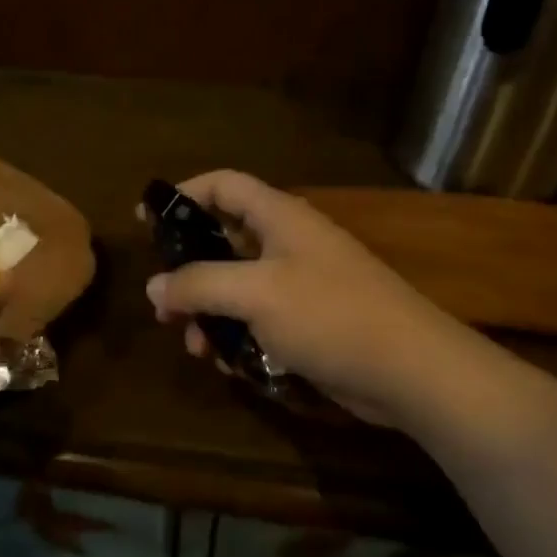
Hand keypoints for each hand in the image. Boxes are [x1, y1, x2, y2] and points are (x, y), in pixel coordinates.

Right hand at [143, 170, 477, 430]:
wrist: (411, 371)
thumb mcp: (255, 293)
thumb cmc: (330, 315)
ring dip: (209, 314)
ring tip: (194, 345)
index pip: (224, 186)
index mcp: (280, 218)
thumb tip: (154, 286)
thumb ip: (199, 284)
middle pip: (224, 242)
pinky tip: (229, 366)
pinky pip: (258, 321)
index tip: (145, 219)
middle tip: (162, 302)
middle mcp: (288, 245)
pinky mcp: (308, 323)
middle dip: (189, 272)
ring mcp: (300, 285)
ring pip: (237, 289)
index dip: (184, 195)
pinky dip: (237, 337)